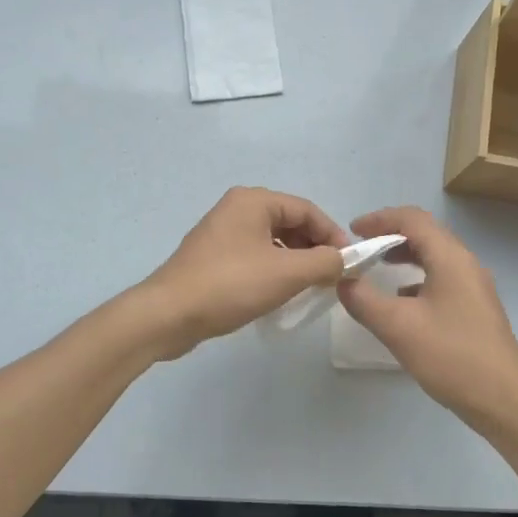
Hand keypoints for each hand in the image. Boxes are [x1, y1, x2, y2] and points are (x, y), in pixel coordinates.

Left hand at [138, 188, 347, 358]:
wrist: (168, 314)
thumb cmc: (230, 285)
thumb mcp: (286, 274)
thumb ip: (324, 263)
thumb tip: (344, 260)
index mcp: (253, 201)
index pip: (306, 209)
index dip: (332, 234)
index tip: (349, 262)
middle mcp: (236, 209)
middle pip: (289, 222)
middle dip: (313, 247)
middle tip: (332, 276)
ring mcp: (221, 233)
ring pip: (272, 241)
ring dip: (295, 260)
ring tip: (310, 287)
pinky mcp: (213, 257)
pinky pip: (254, 255)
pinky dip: (274, 268)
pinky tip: (280, 292)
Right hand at [336, 206, 517, 432]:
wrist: (505, 401)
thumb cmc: (452, 356)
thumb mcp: (398, 327)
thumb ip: (364, 300)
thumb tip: (344, 281)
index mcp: (450, 258)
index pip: (412, 219)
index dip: (379, 219)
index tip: (352, 231)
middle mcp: (466, 264)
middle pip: (426, 233)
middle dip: (390, 234)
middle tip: (361, 247)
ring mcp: (474, 287)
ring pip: (435, 256)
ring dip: (405, 255)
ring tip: (377, 268)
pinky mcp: (476, 308)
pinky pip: (442, 278)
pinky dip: (417, 278)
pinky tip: (402, 301)